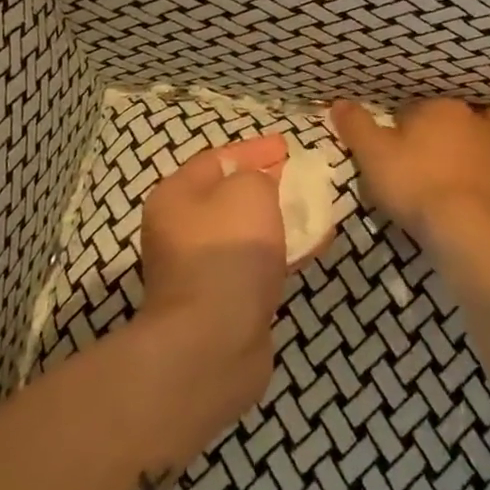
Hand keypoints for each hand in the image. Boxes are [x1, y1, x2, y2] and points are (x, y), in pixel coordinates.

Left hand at [137, 136, 291, 425]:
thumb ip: (259, 175)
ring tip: (314, 212)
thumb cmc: (227, 252)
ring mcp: (198, 269)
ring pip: (244, 232)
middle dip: (267, 186)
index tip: (289, 146)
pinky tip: (310, 249)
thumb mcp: (248, 191)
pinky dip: (280, 252)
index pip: (217, 159)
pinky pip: (254, 264)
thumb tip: (262, 183)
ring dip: (277, 220)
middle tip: (302, 179)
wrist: (213, 342)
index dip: (254, 149)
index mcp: (175, 196)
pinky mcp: (221, 301)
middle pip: (229, 196)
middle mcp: (179, 230)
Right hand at [330, 99, 489, 242]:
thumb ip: (355, 126)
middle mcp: (472, 117)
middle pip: (456, 111)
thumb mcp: (371, 155)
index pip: (416, 108)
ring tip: (473, 139)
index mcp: (436, 108)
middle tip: (429, 148)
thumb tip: (339, 102)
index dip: (404, 126)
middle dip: (444, 123)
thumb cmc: (413, 185)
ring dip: (487, 124)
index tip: (396, 147)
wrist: (462, 227)